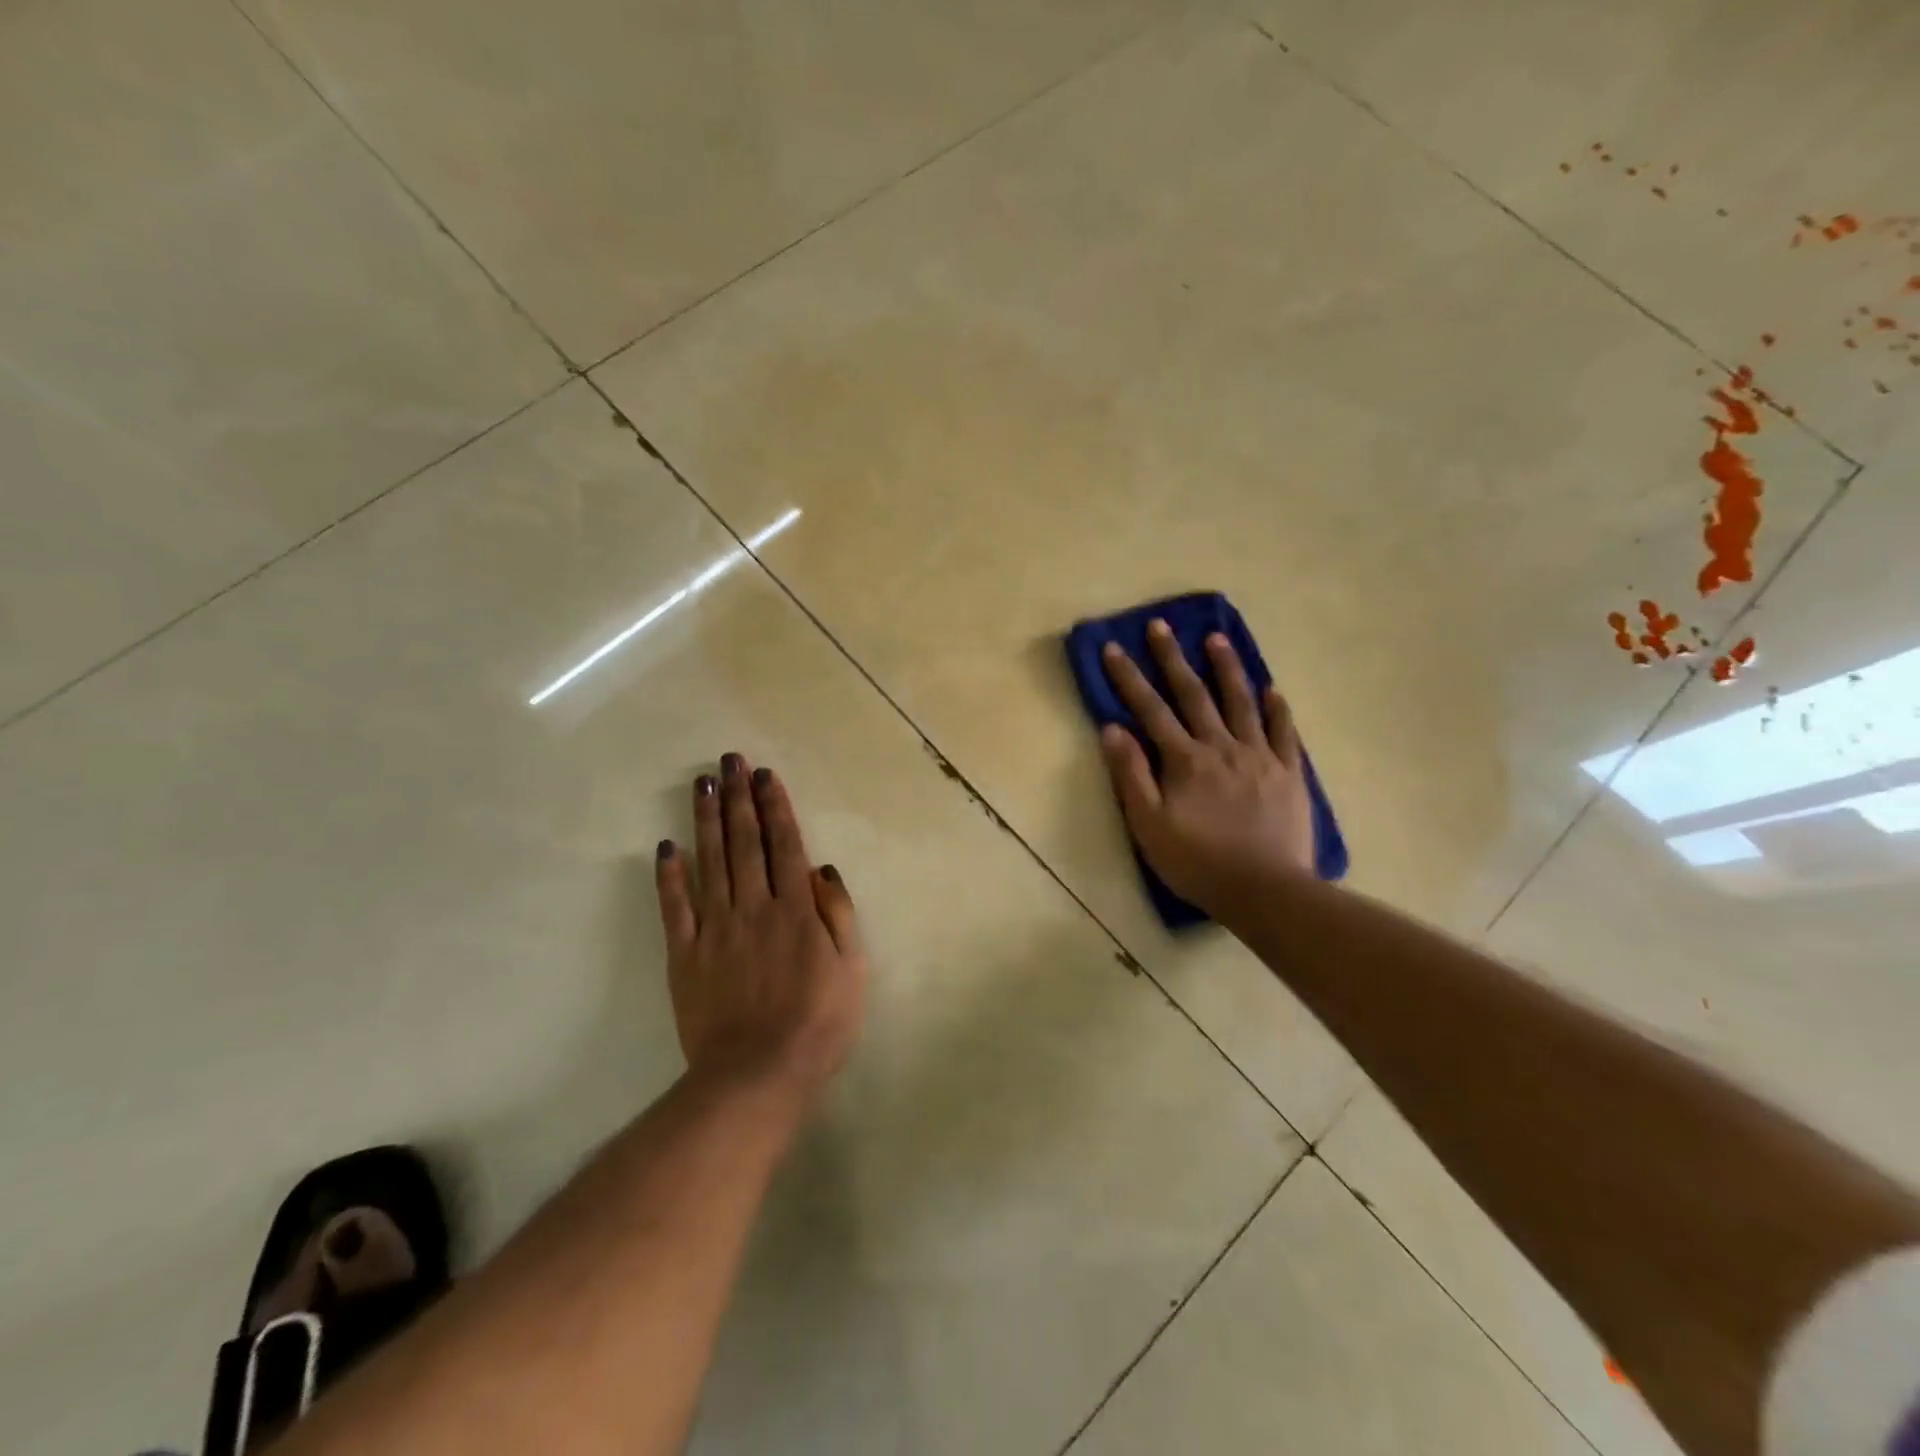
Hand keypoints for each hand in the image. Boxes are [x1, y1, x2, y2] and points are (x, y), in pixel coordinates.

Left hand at [655, 754, 866, 1108]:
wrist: (758, 1076)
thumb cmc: (818, 1023)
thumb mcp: (852, 968)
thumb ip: (838, 914)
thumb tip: (821, 868)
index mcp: (796, 909)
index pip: (784, 845)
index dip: (774, 807)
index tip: (764, 775)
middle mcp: (754, 906)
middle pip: (745, 843)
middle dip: (738, 798)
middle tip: (729, 761)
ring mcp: (716, 929)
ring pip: (710, 862)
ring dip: (706, 820)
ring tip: (702, 784)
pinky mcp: (685, 955)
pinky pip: (675, 908)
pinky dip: (670, 876)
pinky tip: (667, 847)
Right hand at [1099, 621, 1315, 912]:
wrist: (1265, 890)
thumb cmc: (1198, 862)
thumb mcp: (1149, 825)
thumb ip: (1131, 775)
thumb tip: (1112, 729)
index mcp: (1185, 760)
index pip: (1150, 709)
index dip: (1129, 678)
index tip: (1113, 647)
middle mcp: (1221, 746)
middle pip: (1194, 694)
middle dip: (1173, 658)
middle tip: (1162, 626)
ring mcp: (1260, 756)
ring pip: (1241, 702)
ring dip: (1226, 669)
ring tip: (1217, 639)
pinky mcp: (1289, 773)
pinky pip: (1284, 732)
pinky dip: (1277, 709)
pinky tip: (1272, 689)